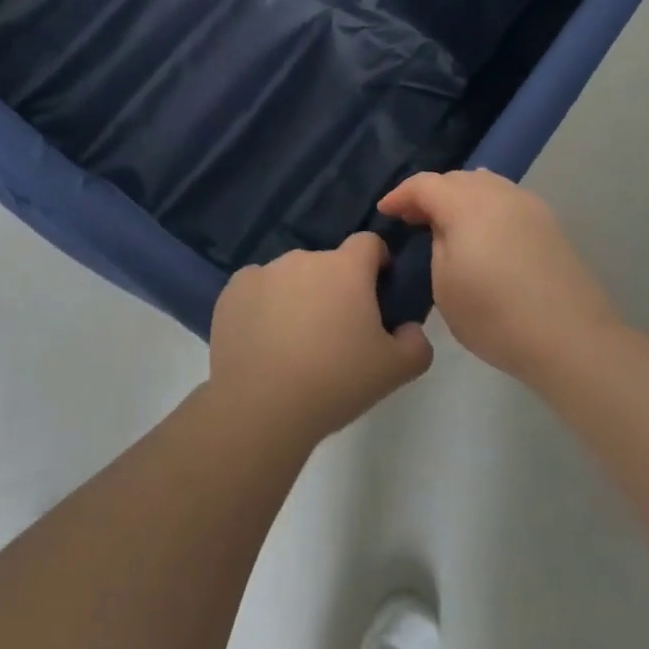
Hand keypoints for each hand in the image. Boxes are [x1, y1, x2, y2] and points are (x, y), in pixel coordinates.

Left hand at [208, 233, 433, 444]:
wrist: (262, 406)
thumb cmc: (336, 382)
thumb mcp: (397, 370)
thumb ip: (416, 342)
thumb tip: (407, 328)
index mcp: (346, 268)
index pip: (369, 243)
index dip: (377, 264)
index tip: (377, 293)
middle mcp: (304, 259)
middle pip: (328, 264)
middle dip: (336, 288)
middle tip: (336, 332)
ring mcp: (263, 272)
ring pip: (291, 277)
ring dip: (298, 296)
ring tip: (294, 342)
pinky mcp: (232, 291)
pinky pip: (257, 290)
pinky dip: (263, 306)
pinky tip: (263, 342)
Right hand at [379, 170, 622, 382]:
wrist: (571, 339)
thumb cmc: (495, 317)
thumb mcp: (446, 287)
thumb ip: (438, 245)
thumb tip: (444, 229)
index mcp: (467, 206)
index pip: (425, 184)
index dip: (401, 195)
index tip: (386, 211)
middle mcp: (500, 195)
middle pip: (457, 179)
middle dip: (430, 193)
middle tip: (413, 219)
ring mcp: (530, 206)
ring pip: (486, 184)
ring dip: (460, 197)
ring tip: (447, 222)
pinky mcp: (550, 225)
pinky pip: (508, 200)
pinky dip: (486, 207)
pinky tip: (483, 232)